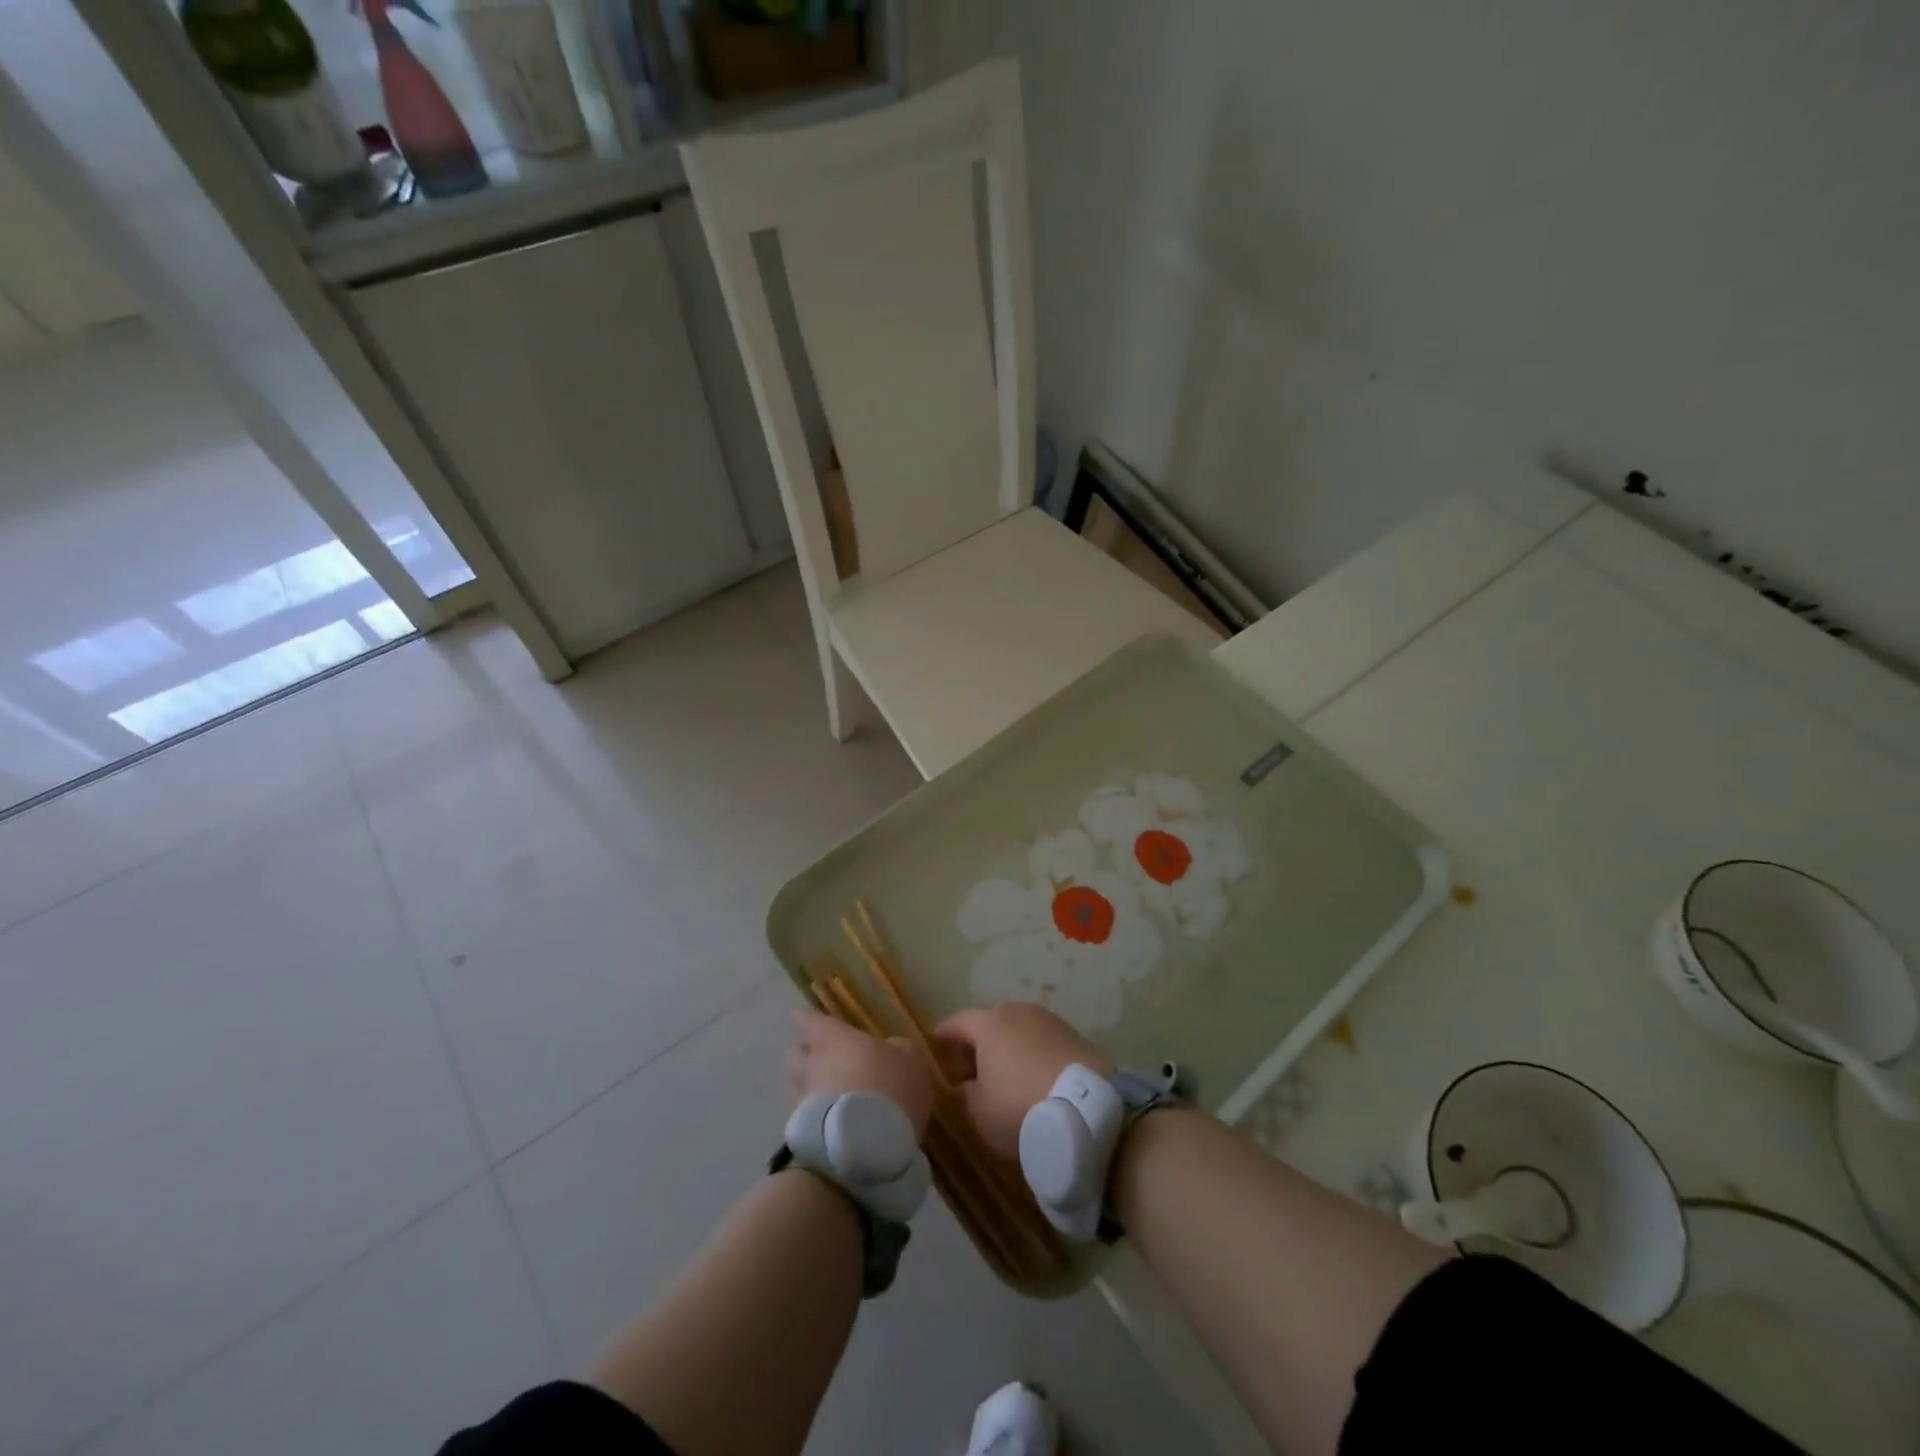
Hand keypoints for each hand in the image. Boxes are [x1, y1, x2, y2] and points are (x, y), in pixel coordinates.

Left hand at [787, 1010, 934, 1141]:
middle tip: (812, 1053)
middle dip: (802, 1051)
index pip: (813, 1021)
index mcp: (837, 1038)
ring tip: (817, 1088)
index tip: (799, 1016)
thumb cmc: (891, 1086)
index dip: (807, 1018)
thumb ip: (896, 1049)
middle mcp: (815, 1063)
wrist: (866, 1141)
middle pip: (796, 1051)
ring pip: (794, 1082)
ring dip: (803, 1082)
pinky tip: (823, 1120)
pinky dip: (810, 1113)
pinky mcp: (802, 1130)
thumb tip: (889, 1050)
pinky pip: (802, 1114)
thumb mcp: (910, 1059)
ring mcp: (805, 1097)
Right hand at [934, 1003, 1111, 1157]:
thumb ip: (965, 1094)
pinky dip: (1034, 1056)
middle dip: (979, 1044)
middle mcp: (1018, 1012)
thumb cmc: (1019, 1106)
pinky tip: (1034, 1079)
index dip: (944, 1034)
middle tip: (970, 1069)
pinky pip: (1043, 1043)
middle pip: (991, 1023)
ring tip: (1005, 1077)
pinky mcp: (1075, 1036)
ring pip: (1019, 1032)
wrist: (1087, 1109)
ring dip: (1009, 1049)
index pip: (958, 1022)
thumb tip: (966, 1085)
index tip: (935, 1044)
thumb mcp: (978, 1111)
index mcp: (989, 1023)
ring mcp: (1050, 1021)